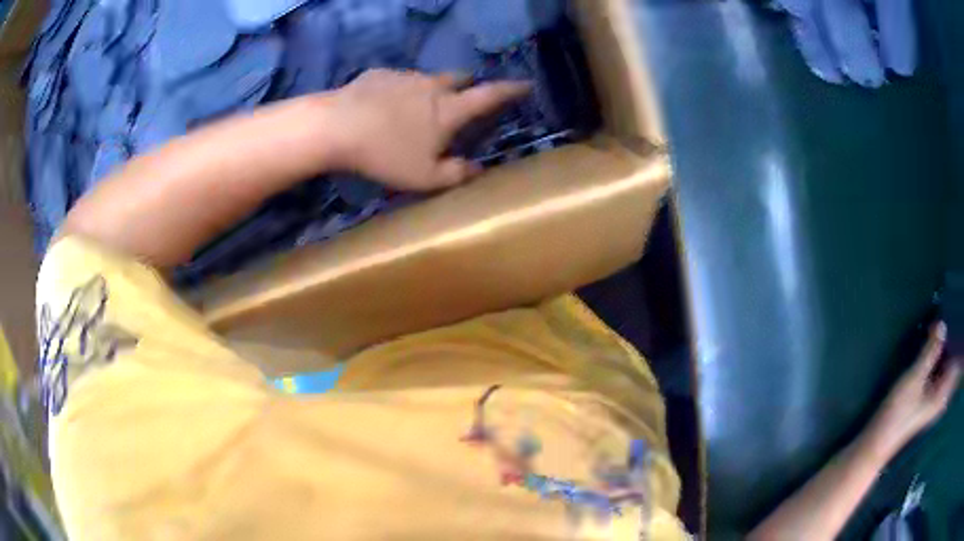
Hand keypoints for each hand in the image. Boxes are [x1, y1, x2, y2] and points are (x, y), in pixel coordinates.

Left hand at [328, 69, 530, 190]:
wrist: (336, 127)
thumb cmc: (385, 154)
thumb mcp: (424, 177)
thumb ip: (455, 173)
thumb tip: (477, 169)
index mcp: (449, 110)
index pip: (490, 95)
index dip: (511, 90)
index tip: (525, 84)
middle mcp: (432, 86)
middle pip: (458, 78)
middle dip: (468, 84)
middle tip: (464, 96)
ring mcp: (404, 76)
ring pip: (427, 78)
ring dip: (431, 88)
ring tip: (417, 106)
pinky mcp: (378, 74)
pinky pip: (397, 79)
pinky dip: (400, 89)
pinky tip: (384, 105)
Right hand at [866, 322, 961, 459]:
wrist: (878, 441)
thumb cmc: (898, 413)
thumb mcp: (914, 379)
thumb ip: (930, 352)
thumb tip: (943, 323)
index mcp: (943, 393)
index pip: (956, 360)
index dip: (956, 339)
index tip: (953, 318)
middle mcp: (942, 395)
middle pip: (952, 362)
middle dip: (951, 341)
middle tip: (946, 318)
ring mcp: (935, 398)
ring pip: (945, 366)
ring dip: (944, 348)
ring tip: (939, 327)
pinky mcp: (928, 397)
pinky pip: (939, 372)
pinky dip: (938, 357)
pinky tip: (932, 346)